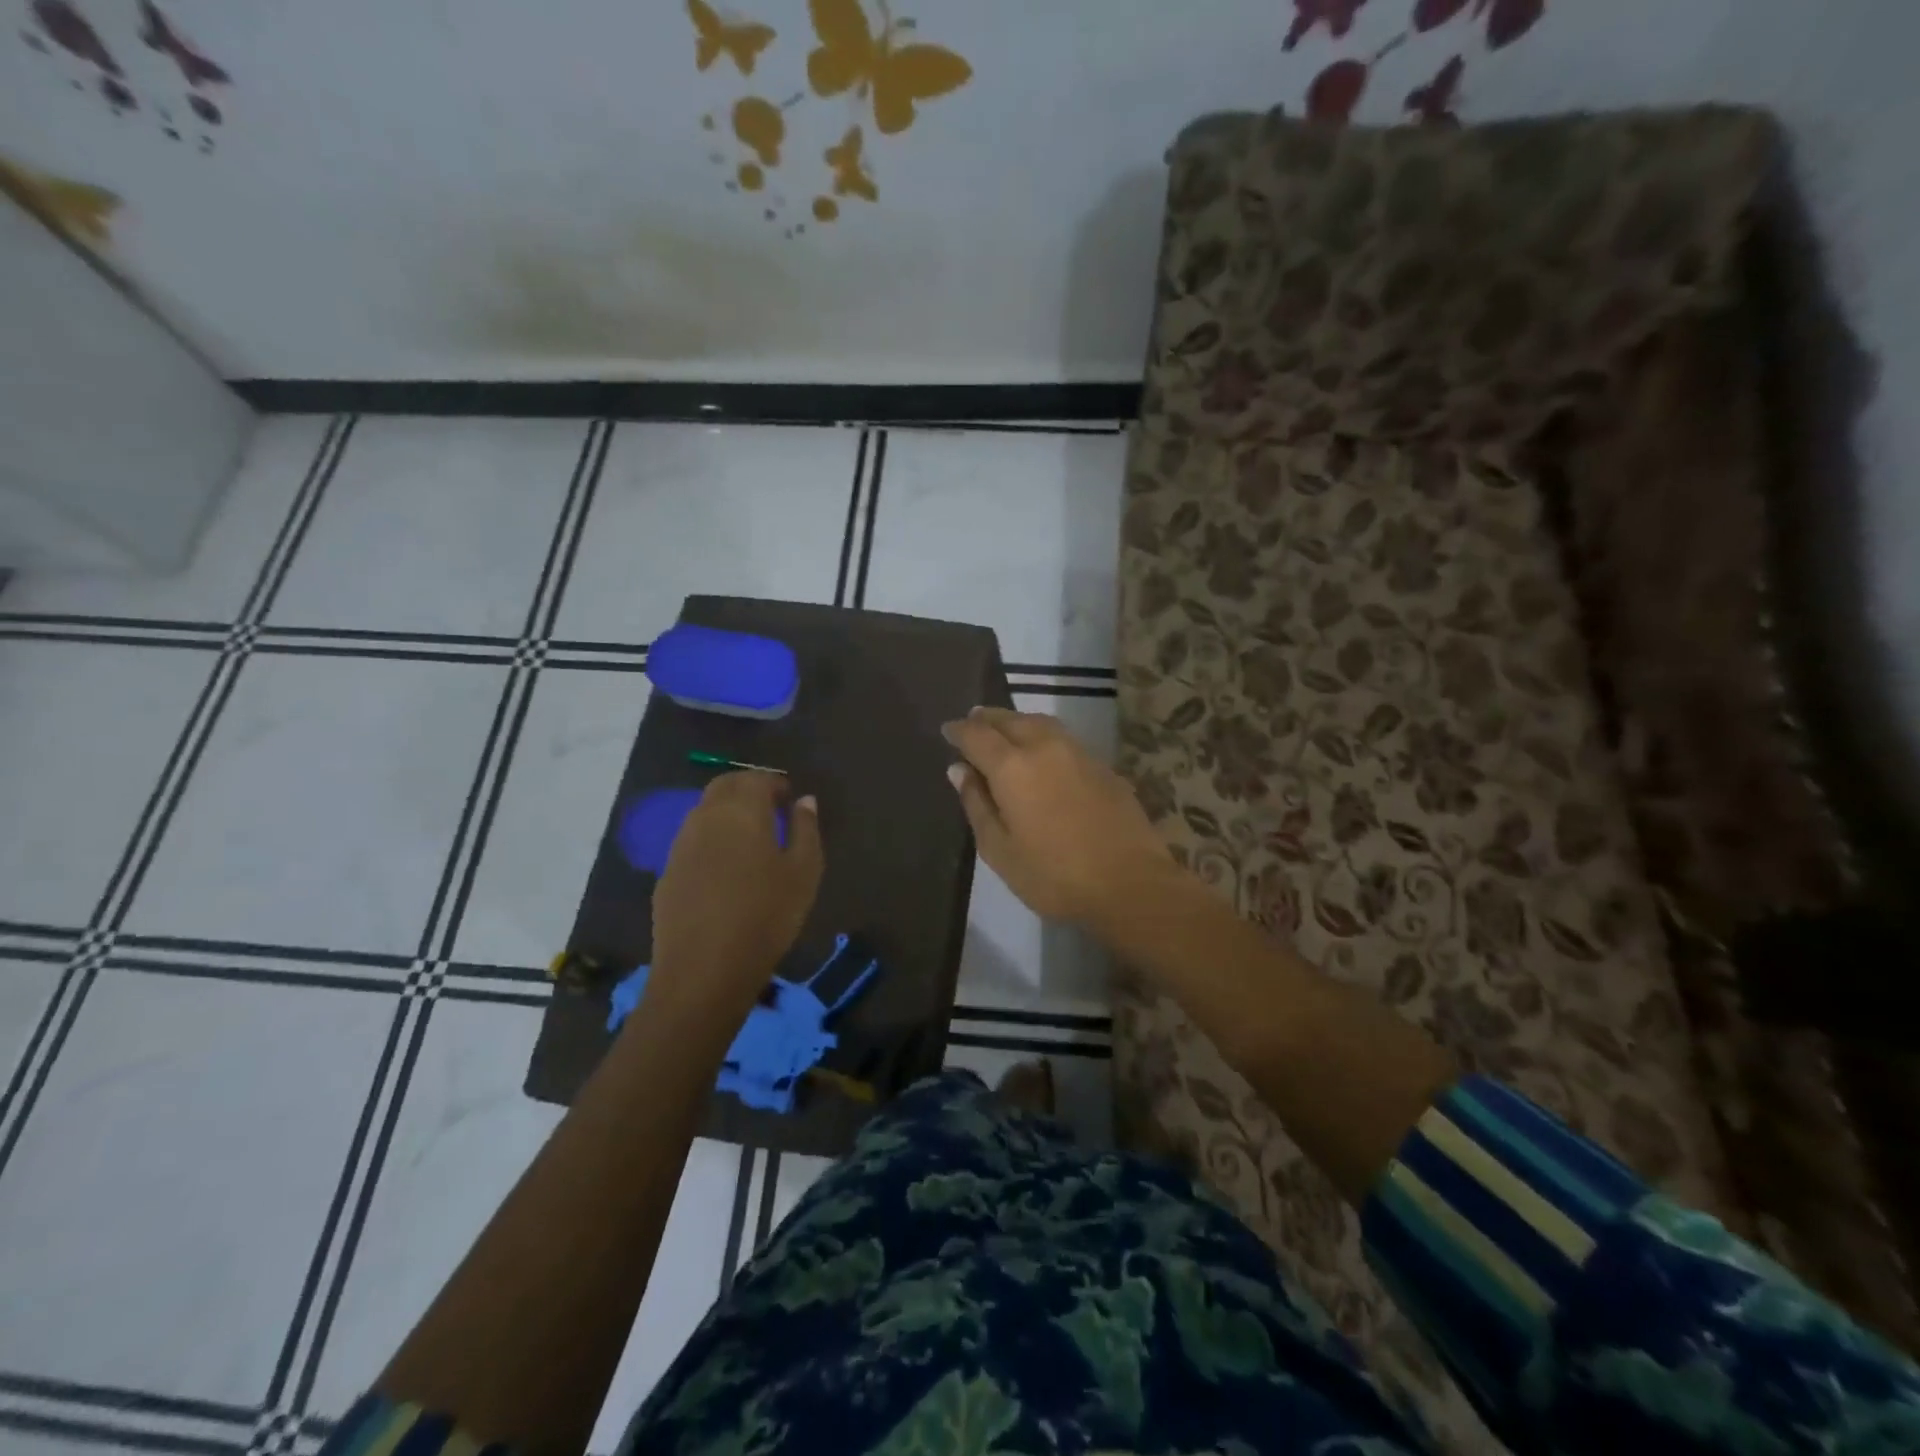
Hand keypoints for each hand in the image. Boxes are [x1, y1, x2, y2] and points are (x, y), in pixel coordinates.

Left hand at [649, 773, 822, 1022]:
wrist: (704, 970)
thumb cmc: (766, 916)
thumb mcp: (804, 872)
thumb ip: (806, 829)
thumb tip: (805, 801)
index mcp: (742, 811)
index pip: (757, 779)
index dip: (776, 784)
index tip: (790, 799)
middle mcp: (706, 817)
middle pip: (725, 786)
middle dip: (748, 789)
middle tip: (771, 809)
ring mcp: (681, 844)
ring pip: (704, 811)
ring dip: (727, 812)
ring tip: (750, 838)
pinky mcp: (667, 872)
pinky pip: (692, 839)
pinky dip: (711, 838)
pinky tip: (726, 867)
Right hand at [942, 707, 1172, 927]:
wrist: (1130, 883)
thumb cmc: (1054, 875)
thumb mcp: (1000, 850)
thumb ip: (977, 804)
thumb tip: (959, 770)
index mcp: (1012, 766)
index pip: (976, 735)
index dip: (958, 731)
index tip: (947, 731)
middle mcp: (1044, 747)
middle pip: (1009, 720)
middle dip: (986, 719)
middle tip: (972, 722)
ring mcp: (1078, 752)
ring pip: (1039, 722)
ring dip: (1016, 721)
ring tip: (1004, 730)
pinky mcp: (1102, 765)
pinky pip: (1062, 737)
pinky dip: (1042, 735)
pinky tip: (1041, 752)